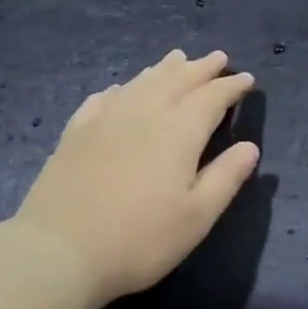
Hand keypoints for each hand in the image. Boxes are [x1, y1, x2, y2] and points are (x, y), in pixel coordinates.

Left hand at [13, 50, 259, 306]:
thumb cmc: (139, 240)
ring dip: (164, 68)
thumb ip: (225, 178)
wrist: (58, 252)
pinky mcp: (76, 132)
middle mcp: (144, 113)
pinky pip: (105, 98)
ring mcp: (105, 119)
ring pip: (141, 82)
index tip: (247, 79)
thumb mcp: (196, 217)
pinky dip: (122, 88)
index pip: (211, 97)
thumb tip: (249, 147)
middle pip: (177, 79)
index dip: (230, 86)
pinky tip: (121, 89)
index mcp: (178, 132)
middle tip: (217, 57)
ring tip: (177, 58)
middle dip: (201, 67)